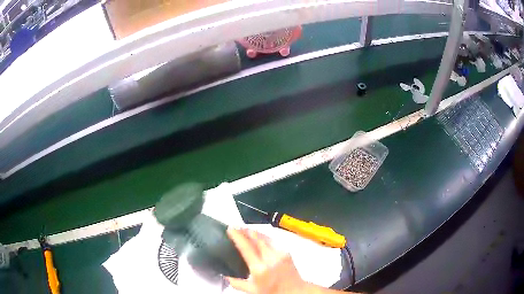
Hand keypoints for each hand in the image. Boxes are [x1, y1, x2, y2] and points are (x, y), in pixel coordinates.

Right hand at [226, 228, 308, 293]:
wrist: (295, 291)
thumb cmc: (274, 291)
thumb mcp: (252, 290)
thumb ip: (237, 283)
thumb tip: (226, 276)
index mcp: (260, 268)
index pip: (246, 247)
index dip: (237, 236)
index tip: (230, 229)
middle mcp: (271, 258)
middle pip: (256, 238)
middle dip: (245, 230)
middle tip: (236, 227)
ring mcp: (280, 253)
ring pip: (265, 237)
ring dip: (254, 232)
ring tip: (245, 229)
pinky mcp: (286, 252)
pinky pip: (273, 241)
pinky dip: (264, 237)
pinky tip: (259, 237)